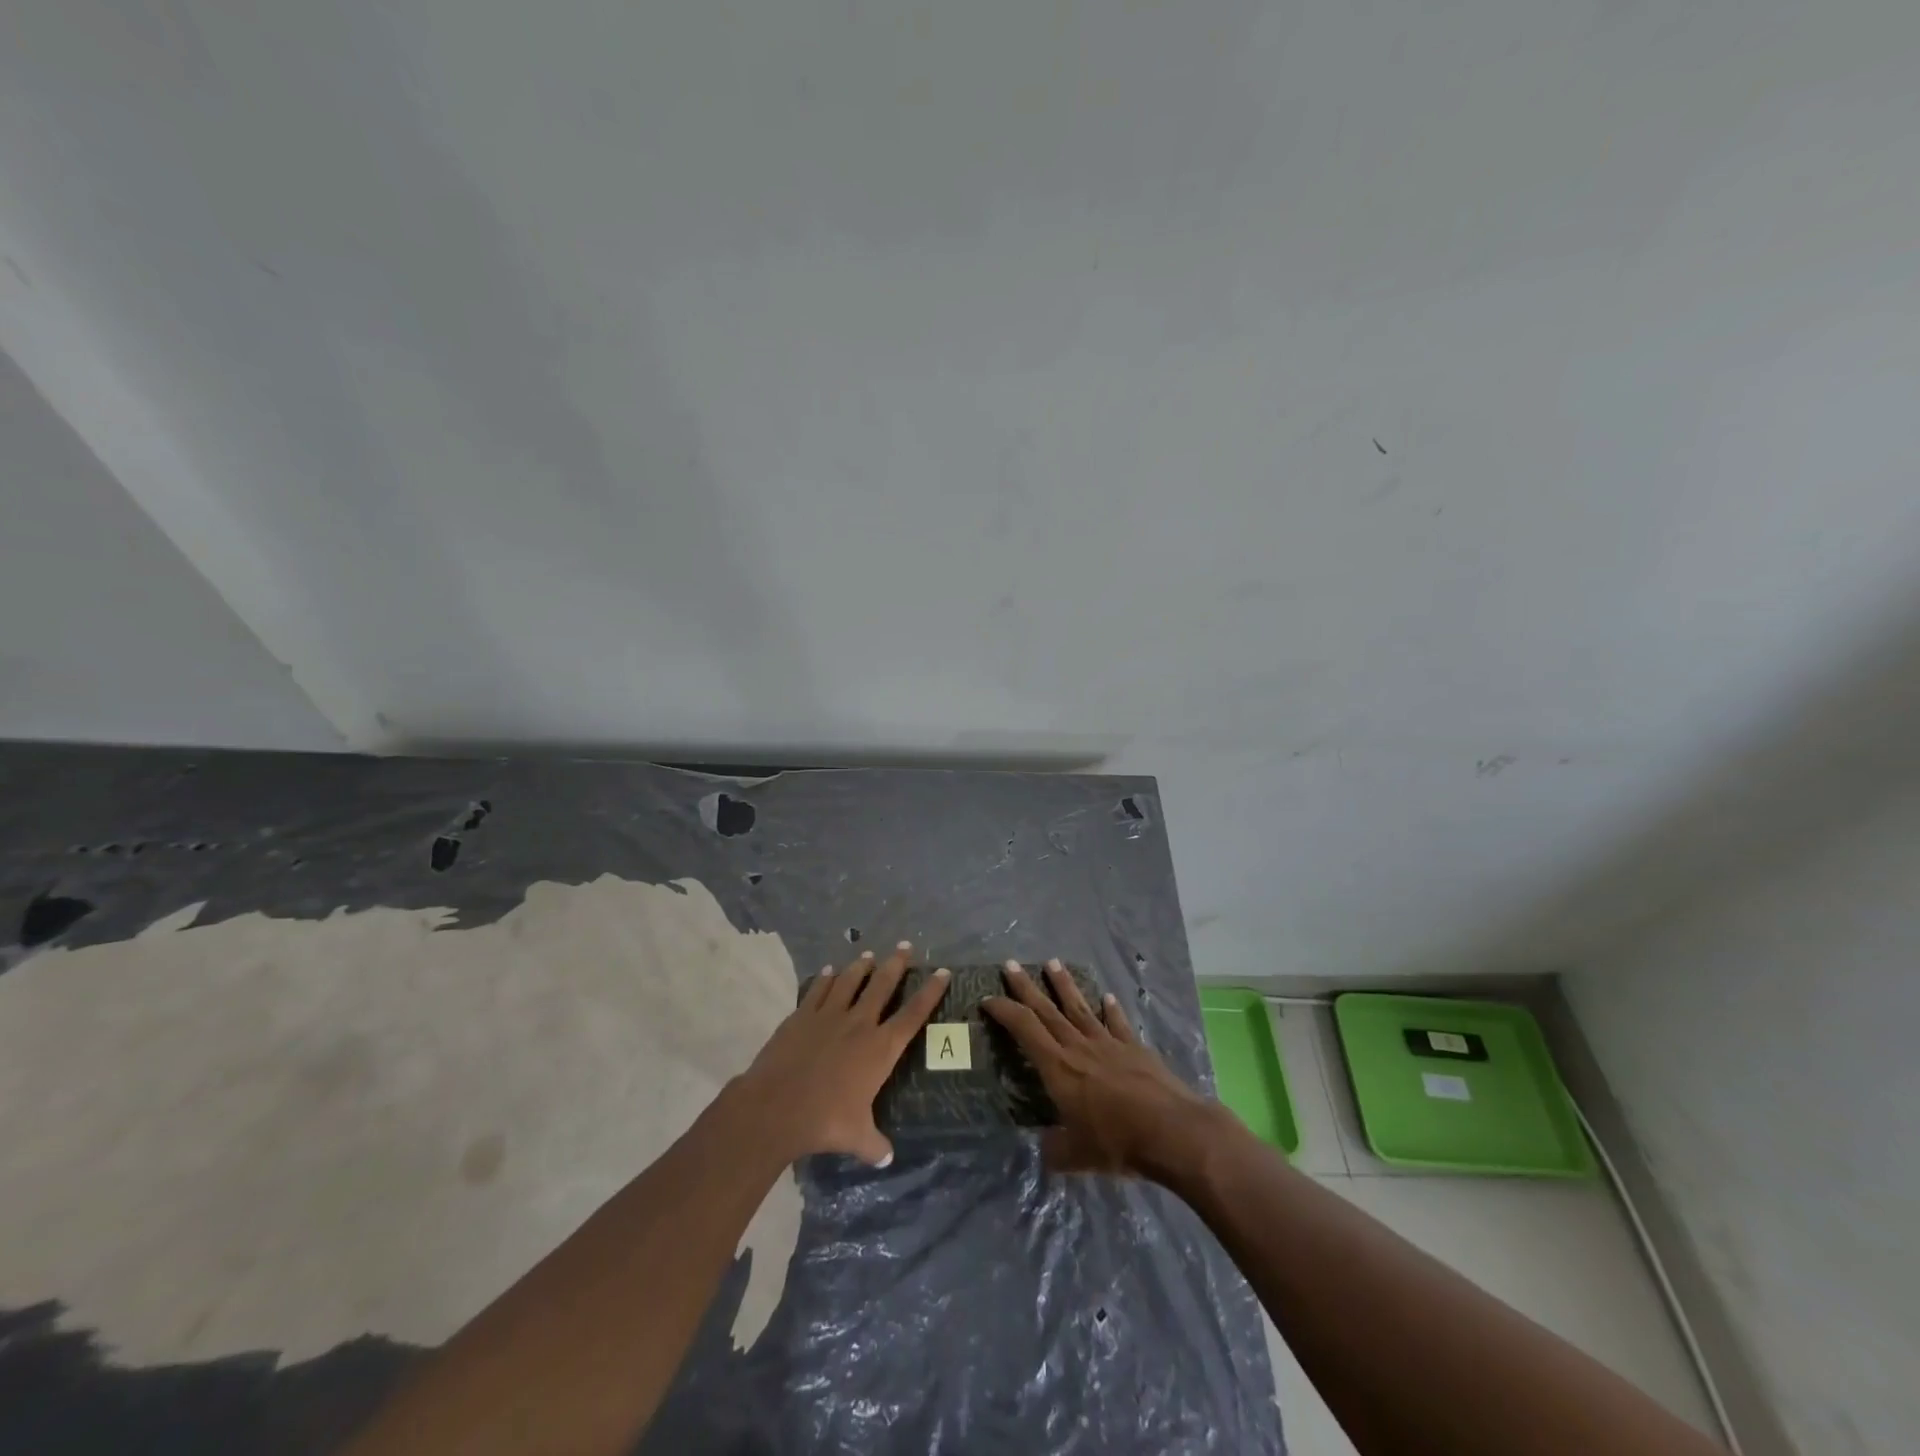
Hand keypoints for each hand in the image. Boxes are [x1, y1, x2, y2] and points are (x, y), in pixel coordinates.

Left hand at [734, 942, 949, 1167]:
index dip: (930, 992)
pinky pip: (818, 989)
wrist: (776, 1106)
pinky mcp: (802, 1015)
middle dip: (897, 964)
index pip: (913, 1014)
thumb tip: (887, 1157)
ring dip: (862, 965)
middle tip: (905, 946)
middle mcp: (859, 1023)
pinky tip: (829, 970)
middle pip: (882, 985)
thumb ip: (875, 1144)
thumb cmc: (825, 1120)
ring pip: (851, 980)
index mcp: (880, 1048)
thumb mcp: (857, 1137)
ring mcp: (829, 1015)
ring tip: (869, 954)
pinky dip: (826, 978)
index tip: (942, 972)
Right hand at [983, 959, 1222, 1179]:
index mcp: (1058, 1068)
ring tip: (1053, 963)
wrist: (1171, 1130)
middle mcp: (1079, 1047)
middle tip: (1011, 964)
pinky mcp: (1135, 1049)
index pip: (1025, 1029)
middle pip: (1047, 1010)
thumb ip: (1056, 1151)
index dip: (1004, 1011)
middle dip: (1026, 987)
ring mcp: (1109, 1044)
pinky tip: (1107, 997)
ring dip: (1065, 985)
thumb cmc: (1117, 1142)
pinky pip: (1118, 1024)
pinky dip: (1111, 1010)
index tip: (988, 999)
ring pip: (1080, 1008)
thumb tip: (1045, 1151)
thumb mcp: (1077, 1156)